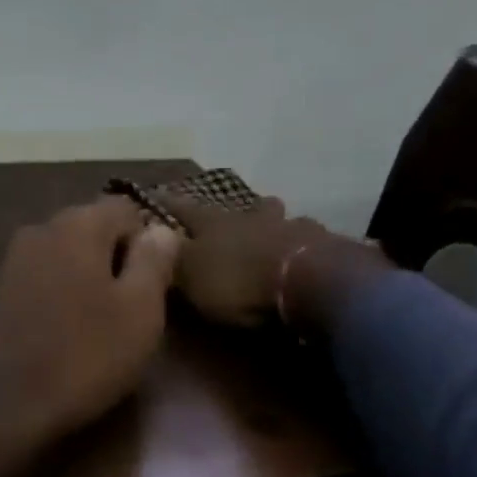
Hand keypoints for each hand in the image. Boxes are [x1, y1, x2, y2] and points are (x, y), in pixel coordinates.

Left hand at [0, 197, 180, 476]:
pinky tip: (65, 334)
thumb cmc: (83, 356)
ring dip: (88, 279)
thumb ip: (154, 260)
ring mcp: (12, 259)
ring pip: (67, 255)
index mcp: (78, 223)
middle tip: (131, 310)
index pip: (126, 209)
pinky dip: (60, 295)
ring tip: (100, 327)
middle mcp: (40, 228)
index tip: (154, 286)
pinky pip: (43, 279)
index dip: (148, 243)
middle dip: (117, 260)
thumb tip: (161, 229)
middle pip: (93, 228)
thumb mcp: (140, 310)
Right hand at [154, 190, 389, 334]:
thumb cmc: (238, 280)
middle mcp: (252, 218)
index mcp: (215, 223)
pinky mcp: (323, 247)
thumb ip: (172, 257)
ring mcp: (291, 229)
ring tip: (276, 234)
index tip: (157, 194)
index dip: (170, 204)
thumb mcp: (191, 275)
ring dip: (277, 225)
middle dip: (239, 210)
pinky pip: (310, 242)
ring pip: (282, 220)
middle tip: (236, 215)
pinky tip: (307, 255)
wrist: (306, 281)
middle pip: (244, 207)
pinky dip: (305, 246)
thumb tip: (152, 235)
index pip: (185, 209)